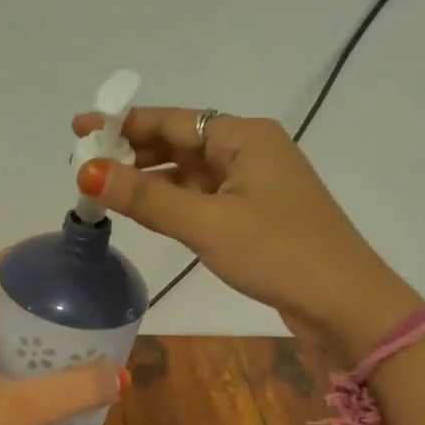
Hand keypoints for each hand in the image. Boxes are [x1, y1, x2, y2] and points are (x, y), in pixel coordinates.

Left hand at [0, 254, 127, 424]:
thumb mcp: (23, 408)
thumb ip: (74, 389)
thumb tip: (121, 375)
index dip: (10, 265)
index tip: (44, 258)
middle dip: (26, 310)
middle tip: (67, 307)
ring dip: (23, 352)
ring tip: (65, 350)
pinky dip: (18, 388)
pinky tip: (47, 402)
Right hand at [70, 108, 424, 361]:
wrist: (346, 305)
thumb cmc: (278, 252)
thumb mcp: (205, 223)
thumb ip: (145, 197)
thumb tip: (87, 172)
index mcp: (243, 137)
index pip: (171, 120)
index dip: (121, 123)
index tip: (79, 129)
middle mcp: (250, 150)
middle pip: (180, 141)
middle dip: (132, 151)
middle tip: (83, 163)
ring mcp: (255, 183)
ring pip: (190, 171)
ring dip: (150, 178)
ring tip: (104, 188)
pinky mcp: (256, 213)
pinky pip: (203, 196)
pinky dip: (173, 200)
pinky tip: (144, 211)